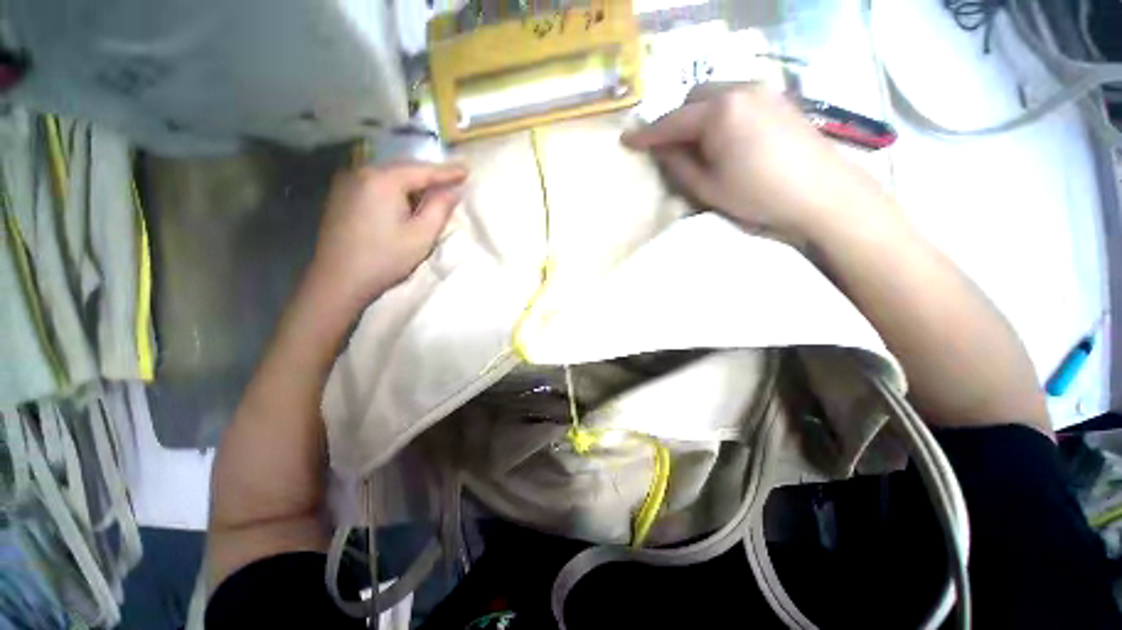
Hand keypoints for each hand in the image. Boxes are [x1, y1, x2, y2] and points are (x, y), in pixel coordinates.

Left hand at [308, 161, 466, 308]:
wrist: (339, 280)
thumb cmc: (385, 259)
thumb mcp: (422, 236)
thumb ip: (440, 209)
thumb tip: (453, 191)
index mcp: (383, 180)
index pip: (423, 171)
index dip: (447, 172)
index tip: (467, 171)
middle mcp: (362, 173)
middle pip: (404, 168)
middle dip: (429, 174)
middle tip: (453, 179)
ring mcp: (348, 183)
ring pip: (389, 175)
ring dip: (413, 182)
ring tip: (433, 189)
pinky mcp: (342, 195)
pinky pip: (376, 183)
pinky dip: (396, 188)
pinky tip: (406, 199)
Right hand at [622, 84, 898, 242]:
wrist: (822, 196)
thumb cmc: (758, 196)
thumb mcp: (707, 188)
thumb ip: (678, 165)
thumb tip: (660, 149)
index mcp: (719, 112)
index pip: (672, 121)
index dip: (647, 134)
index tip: (627, 141)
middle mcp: (741, 89)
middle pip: (694, 97)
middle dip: (677, 120)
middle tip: (671, 149)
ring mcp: (764, 91)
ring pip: (716, 95)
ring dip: (699, 116)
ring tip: (699, 146)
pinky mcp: (779, 100)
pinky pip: (738, 99)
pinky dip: (721, 115)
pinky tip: (726, 139)